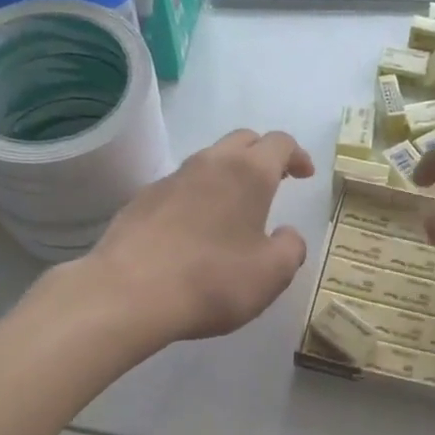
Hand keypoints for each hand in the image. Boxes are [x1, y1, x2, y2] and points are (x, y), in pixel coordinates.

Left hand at [81, 128, 314, 343]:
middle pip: (242, 141)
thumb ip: (291, 248)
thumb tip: (287, 234)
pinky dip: (197, 198)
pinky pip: (179, 188)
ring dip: (227, 176)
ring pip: (207, 163)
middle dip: (263, 155)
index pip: (279, 143)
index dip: (297, 155)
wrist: (129, 294)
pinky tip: (195, 231)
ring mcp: (170, 180)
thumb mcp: (272, 274)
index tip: (305, 174)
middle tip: (276, 181)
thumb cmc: (213, 281)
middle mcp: (208, 164)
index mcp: (248, 173)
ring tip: (235, 209)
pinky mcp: (141, 201)